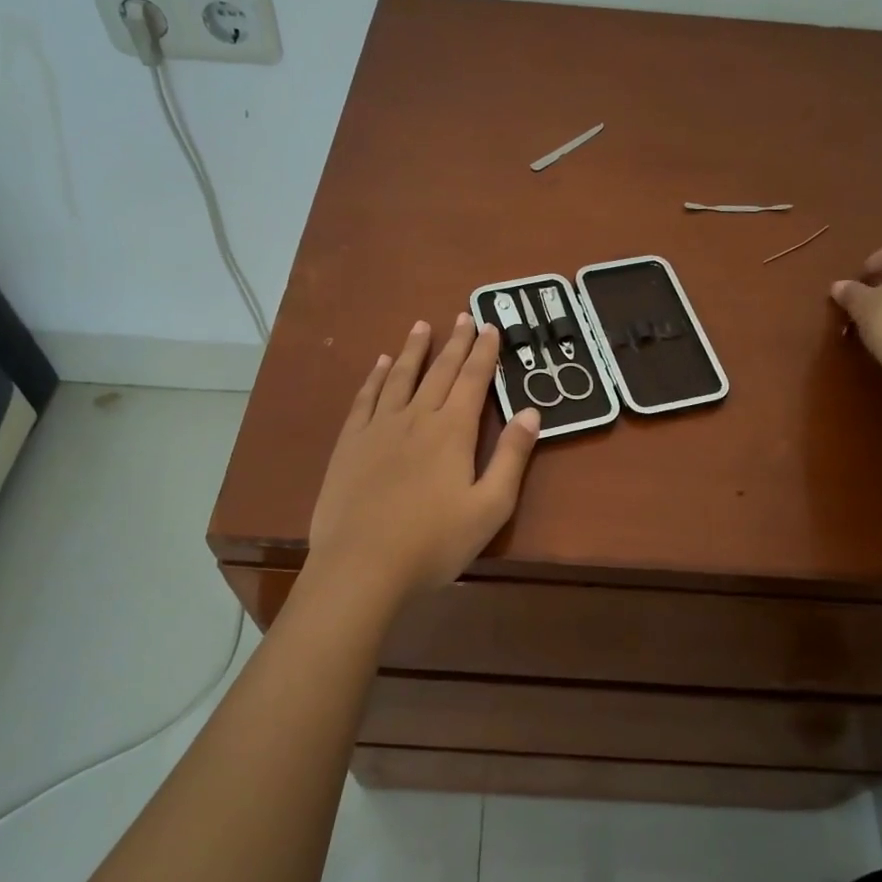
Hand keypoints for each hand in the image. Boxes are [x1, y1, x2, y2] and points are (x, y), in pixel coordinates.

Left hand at [308, 314, 541, 600]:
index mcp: (453, 431)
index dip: (484, 352)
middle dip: (455, 343)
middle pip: (439, 371)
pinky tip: (381, 364)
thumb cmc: (434, 543)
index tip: (490, 326)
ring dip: (414, 350)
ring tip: (422, 326)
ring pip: (401, 377)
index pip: (473, 380)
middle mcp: (416, 417)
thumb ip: (511, 457)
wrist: (362, 566)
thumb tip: (531, 412)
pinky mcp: (350, 443)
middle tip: (463, 316)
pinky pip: (366, 398)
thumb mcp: (490, 507)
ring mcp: (379, 427)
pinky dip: (376, 377)